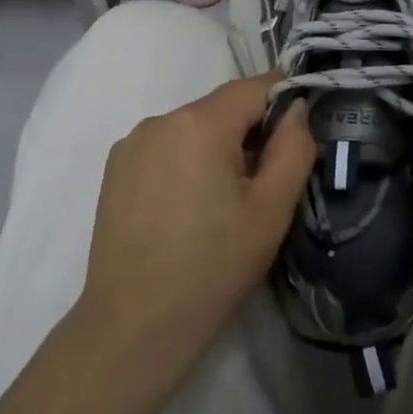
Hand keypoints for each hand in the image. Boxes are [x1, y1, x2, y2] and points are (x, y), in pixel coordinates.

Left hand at [78, 76, 313, 373]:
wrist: (134, 326)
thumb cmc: (212, 267)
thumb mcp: (271, 211)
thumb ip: (294, 148)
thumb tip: (298, 108)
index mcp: (199, 122)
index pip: (253, 87)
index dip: (282, 102)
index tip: (297, 134)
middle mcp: (160, 119)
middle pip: (220, 109)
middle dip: (248, 133)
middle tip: (263, 183)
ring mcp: (131, 143)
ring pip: (191, 129)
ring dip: (214, 149)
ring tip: (221, 204)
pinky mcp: (114, 169)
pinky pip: (163, 148)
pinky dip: (183, 163)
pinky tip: (185, 210)